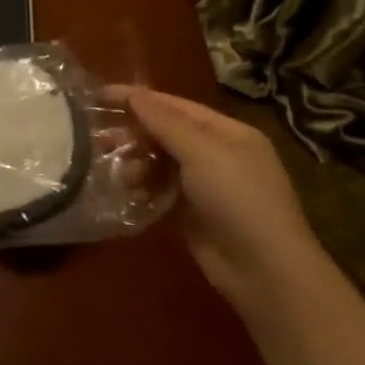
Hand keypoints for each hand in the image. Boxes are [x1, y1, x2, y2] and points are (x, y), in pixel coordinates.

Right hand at [113, 87, 319, 309]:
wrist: (265, 271)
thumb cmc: (238, 199)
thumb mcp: (203, 153)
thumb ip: (165, 123)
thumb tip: (134, 93)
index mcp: (228, 132)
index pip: (177, 106)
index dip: (140, 99)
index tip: (101, 95)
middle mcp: (218, 154)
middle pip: (168, 133)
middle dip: (135, 133)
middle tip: (99, 139)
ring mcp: (207, 186)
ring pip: (162, 162)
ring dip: (138, 163)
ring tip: (120, 173)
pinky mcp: (194, 214)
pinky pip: (162, 190)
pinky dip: (145, 187)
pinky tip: (128, 190)